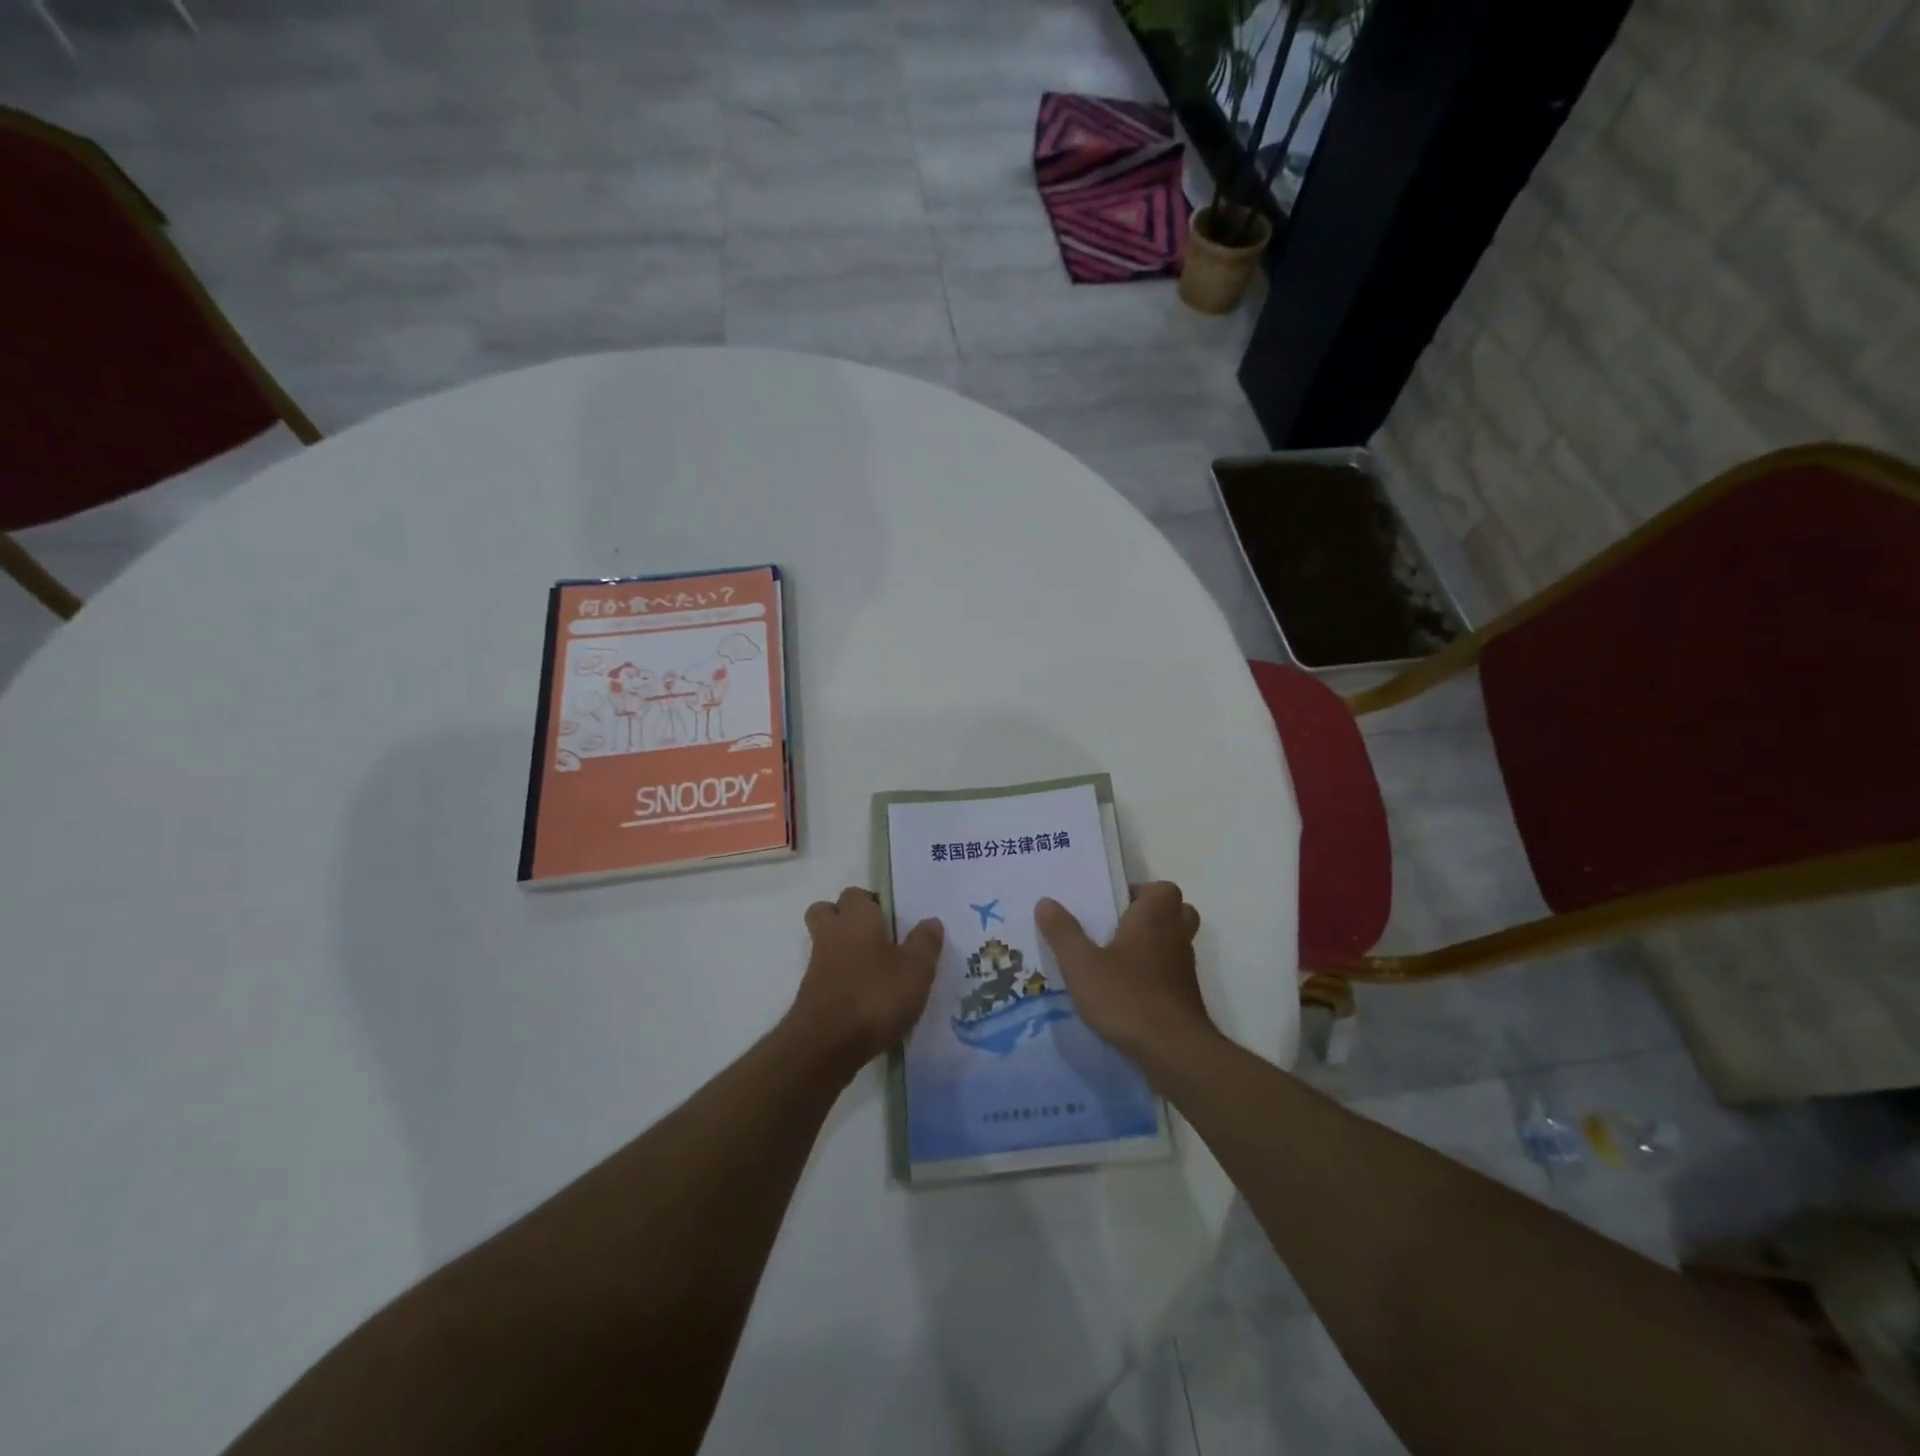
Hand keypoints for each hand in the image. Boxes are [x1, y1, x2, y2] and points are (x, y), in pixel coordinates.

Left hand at [788, 887, 942, 1073]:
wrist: (826, 1044)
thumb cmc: (876, 996)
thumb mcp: (916, 970)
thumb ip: (925, 943)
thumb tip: (931, 921)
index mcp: (857, 918)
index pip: (856, 894)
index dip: (872, 902)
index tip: (892, 920)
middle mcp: (832, 934)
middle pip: (828, 912)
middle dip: (846, 919)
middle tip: (876, 937)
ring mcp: (817, 965)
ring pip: (825, 943)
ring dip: (844, 951)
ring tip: (875, 971)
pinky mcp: (810, 994)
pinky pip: (826, 975)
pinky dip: (841, 980)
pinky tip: (864, 998)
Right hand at [1036, 883, 1214, 1070]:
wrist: (1174, 1052)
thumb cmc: (1127, 997)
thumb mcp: (1082, 964)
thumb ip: (1063, 932)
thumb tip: (1045, 901)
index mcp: (1154, 918)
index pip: (1162, 889)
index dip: (1140, 892)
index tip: (1113, 906)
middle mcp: (1175, 937)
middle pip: (1176, 913)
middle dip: (1151, 916)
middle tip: (1118, 928)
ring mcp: (1184, 969)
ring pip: (1174, 943)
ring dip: (1153, 946)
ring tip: (1117, 960)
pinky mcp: (1186, 998)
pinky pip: (1172, 973)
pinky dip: (1155, 975)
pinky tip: (1127, 992)